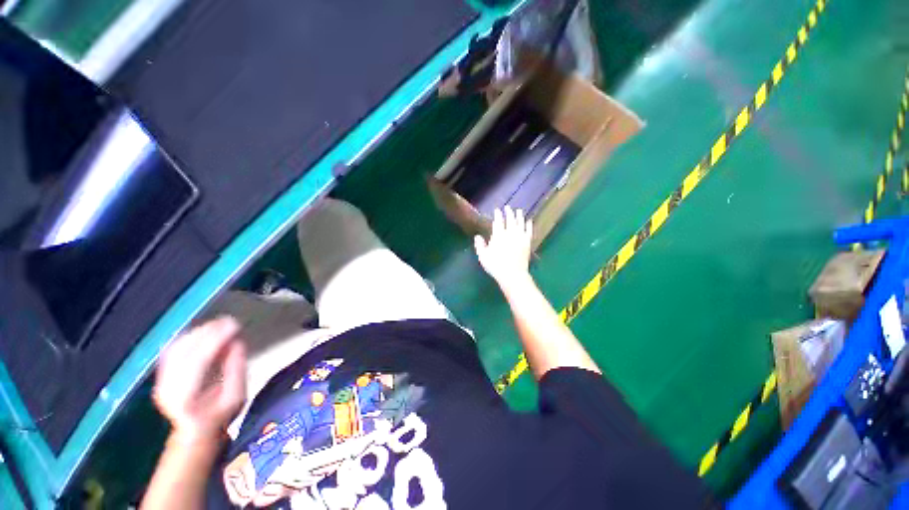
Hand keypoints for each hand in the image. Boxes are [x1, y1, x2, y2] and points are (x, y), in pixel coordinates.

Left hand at [153, 317, 246, 443]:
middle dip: (207, 332)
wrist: (196, 431)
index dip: (215, 340)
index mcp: (186, 398)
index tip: (234, 325)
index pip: (198, 361)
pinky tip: (203, 331)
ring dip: (198, 332)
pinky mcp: (162, 375)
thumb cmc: (221, 415)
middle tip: (229, 321)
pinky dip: (189, 337)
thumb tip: (237, 342)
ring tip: (219, 323)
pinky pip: (172, 350)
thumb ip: (237, 369)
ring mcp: (161, 381)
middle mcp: (167, 389)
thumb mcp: (237, 396)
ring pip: (176, 348)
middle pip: (183, 352)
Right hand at [474, 206, 532, 287]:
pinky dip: (529, 225)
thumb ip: (479, 245)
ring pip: (520, 223)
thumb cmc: (495, 266)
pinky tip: (529, 221)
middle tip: (508, 207)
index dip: (498, 215)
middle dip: (508, 212)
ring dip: (519, 216)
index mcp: (498, 235)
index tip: (497, 210)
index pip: (498, 221)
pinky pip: (529, 231)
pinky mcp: (527, 243)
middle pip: (510, 219)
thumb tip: (477, 236)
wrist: (512, 274)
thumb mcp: (483, 256)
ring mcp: (520, 237)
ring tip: (518, 210)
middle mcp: (510, 233)